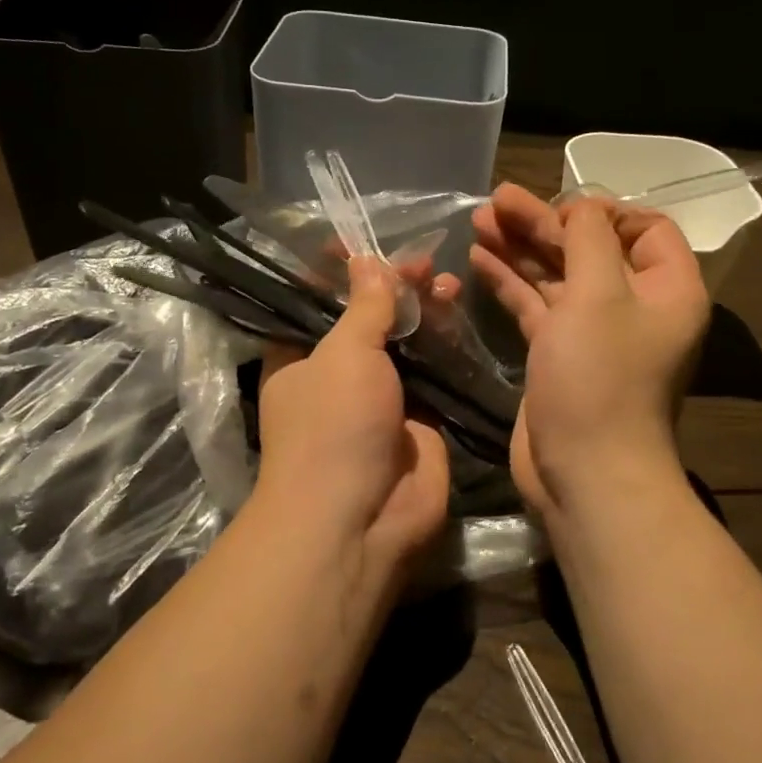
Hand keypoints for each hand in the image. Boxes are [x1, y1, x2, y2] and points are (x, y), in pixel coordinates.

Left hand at [253, 258, 451, 570]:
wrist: (361, 518)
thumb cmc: (334, 425)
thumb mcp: (343, 354)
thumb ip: (364, 306)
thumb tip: (366, 261)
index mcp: (299, 358)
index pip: (317, 304)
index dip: (340, 274)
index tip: (366, 244)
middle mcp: (337, 376)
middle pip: (367, 320)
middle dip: (392, 289)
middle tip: (421, 263)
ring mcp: (380, 400)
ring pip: (404, 345)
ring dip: (423, 313)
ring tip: (447, 282)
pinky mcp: (419, 421)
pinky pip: (434, 374)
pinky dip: (446, 346)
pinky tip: (461, 315)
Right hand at [471, 184, 709, 512]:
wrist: (585, 473)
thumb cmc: (600, 379)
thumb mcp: (598, 295)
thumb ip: (589, 239)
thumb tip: (581, 209)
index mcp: (666, 289)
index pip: (646, 229)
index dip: (603, 211)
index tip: (559, 204)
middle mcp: (635, 308)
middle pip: (590, 249)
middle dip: (543, 223)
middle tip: (494, 201)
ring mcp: (594, 334)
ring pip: (558, 277)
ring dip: (521, 249)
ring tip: (477, 221)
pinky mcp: (559, 356)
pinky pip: (537, 308)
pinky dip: (511, 283)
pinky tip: (478, 260)